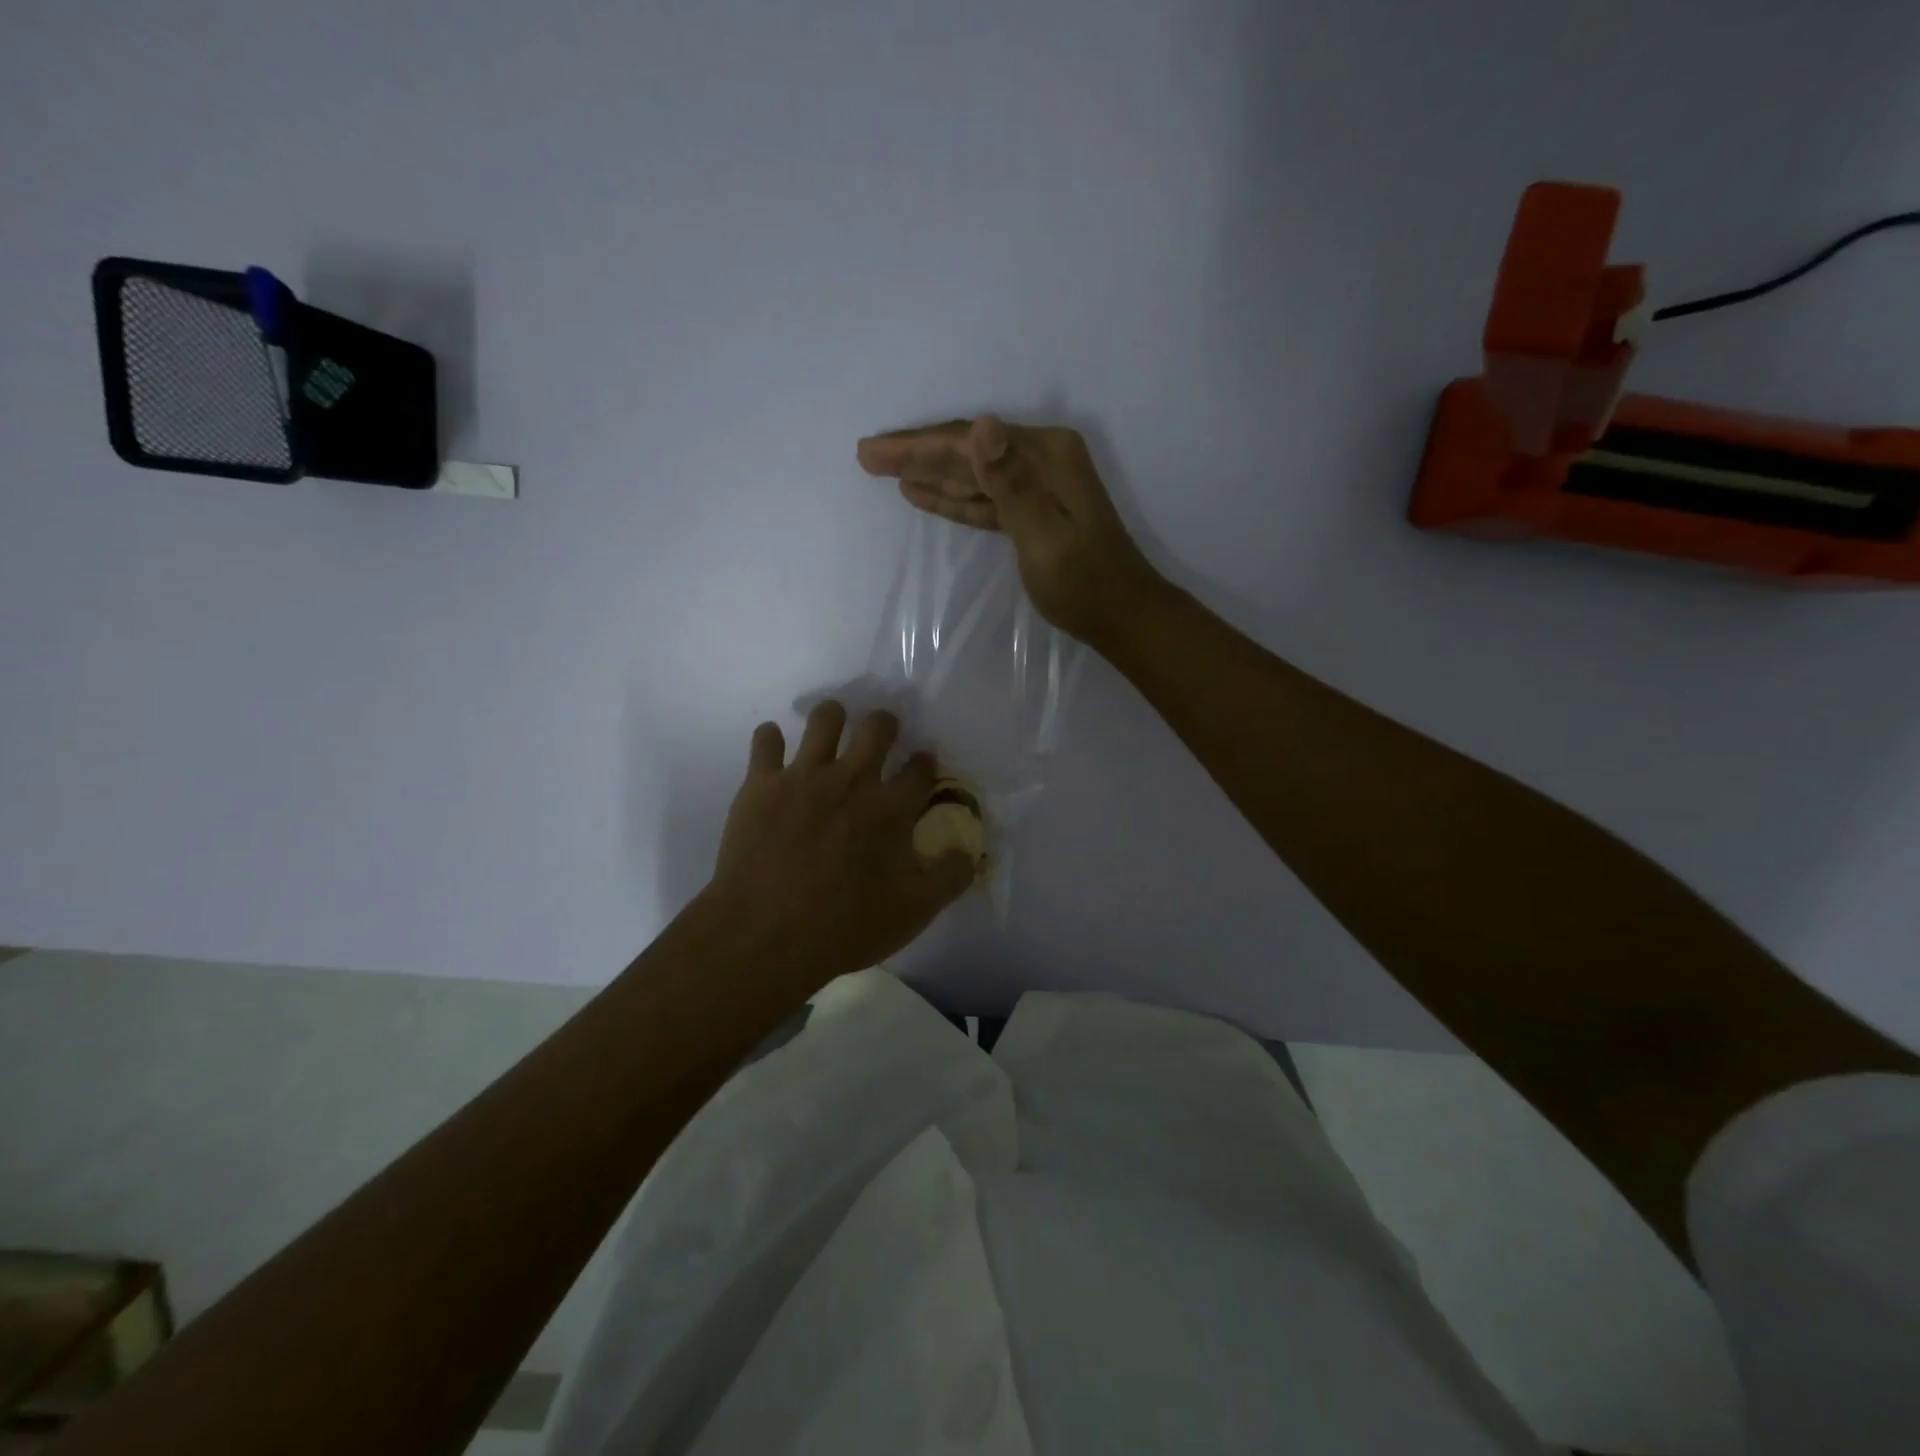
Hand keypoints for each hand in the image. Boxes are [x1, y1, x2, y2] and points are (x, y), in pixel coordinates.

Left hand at [700, 702, 974, 986]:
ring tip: (831, 727)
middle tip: (881, 734)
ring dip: (833, 717)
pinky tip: (774, 748)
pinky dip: (770, 740)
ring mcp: (805, 776)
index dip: (925, 762)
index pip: (920, 769)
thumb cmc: (845, 927)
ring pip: (824, 719)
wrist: (767, 935)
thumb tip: (970, 852)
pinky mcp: (762, 783)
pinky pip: (765, 740)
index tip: (923, 763)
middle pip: (877, 727)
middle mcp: (853, 780)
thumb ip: (949, 877)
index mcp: (891, 808)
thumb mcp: (914, 912)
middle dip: (885, 724)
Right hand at [856, 415, 1166, 648]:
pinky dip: (954, 497)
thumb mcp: (1042, 533)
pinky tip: (922, 493)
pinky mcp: (1032, 511)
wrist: (1120, 614)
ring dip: (930, 472)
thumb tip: (982, 427)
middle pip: (968, 451)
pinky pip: (984, 499)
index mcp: (1045, 455)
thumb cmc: (1082, 581)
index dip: (918, 445)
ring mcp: (1038, 485)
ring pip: (972, 474)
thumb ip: (1009, 482)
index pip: (969, 442)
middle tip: (867, 455)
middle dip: (917, 453)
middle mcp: (1042, 459)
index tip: (872, 451)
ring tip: (884, 470)